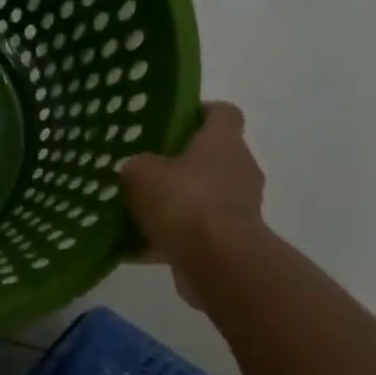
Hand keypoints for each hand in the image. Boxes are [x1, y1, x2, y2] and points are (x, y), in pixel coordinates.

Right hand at [119, 103, 265, 303]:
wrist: (218, 262)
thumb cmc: (183, 200)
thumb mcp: (140, 171)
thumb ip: (137, 166)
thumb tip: (138, 172)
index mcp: (223, 142)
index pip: (223, 113)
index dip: (201, 112)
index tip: (175, 119)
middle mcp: (239, 170)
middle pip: (213, 157)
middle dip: (181, 163)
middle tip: (146, 167)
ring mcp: (240, 209)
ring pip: (204, 197)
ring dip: (177, 203)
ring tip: (137, 210)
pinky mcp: (232, 243)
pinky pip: (196, 233)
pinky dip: (171, 238)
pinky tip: (135, 246)